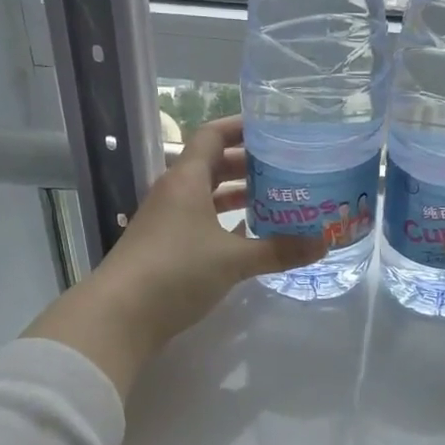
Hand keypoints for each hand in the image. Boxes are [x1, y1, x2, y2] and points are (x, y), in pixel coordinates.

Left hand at [24, 115, 326, 396]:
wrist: (119, 316)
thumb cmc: (176, 272)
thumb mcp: (233, 260)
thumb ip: (278, 250)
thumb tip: (324, 243)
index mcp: (186, 180)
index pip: (213, 136)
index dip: (241, 128)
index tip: (273, 129)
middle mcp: (173, 192)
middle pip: (212, 165)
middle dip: (247, 165)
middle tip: (285, 168)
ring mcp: (165, 220)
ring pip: (205, 196)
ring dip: (236, 195)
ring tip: (274, 200)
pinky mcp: (163, 246)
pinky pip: (199, 221)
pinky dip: (223, 222)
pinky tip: (247, 235)